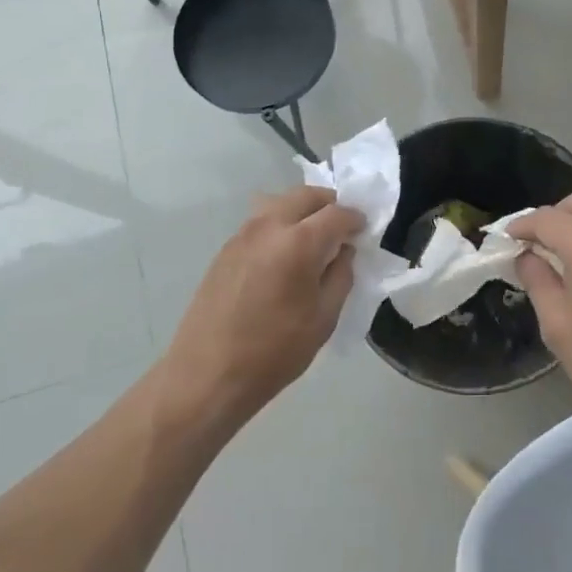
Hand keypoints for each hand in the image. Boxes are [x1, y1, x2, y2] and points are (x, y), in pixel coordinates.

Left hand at [161, 187, 362, 427]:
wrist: (207, 375)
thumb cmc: (274, 352)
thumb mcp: (324, 318)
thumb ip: (341, 275)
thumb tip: (343, 250)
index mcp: (299, 242)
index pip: (337, 213)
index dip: (356, 219)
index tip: (364, 231)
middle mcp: (269, 226)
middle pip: (306, 196)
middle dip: (329, 205)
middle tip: (342, 228)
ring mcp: (243, 234)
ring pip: (281, 203)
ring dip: (303, 211)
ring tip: (314, 240)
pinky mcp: (226, 248)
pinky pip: (262, 221)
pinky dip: (281, 224)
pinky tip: (285, 254)